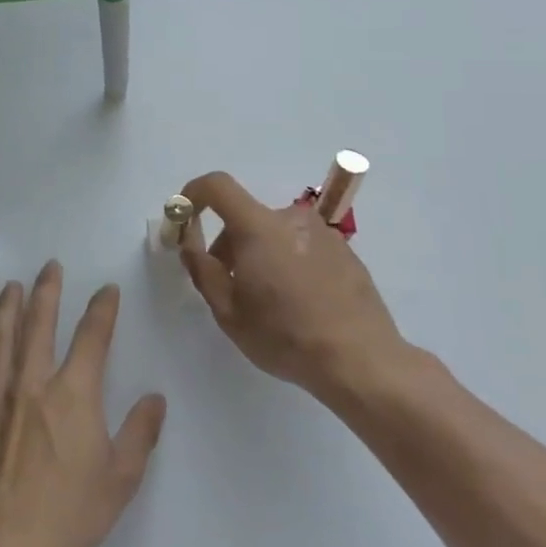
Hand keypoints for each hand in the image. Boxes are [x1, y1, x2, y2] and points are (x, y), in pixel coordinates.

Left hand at [0, 262, 166, 546]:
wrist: (9, 545)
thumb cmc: (71, 512)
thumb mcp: (121, 478)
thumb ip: (141, 433)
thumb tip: (155, 399)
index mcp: (74, 393)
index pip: (92, 337)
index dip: (102, 309)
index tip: (107, 291)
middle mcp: (34, 382)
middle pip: (39, 323)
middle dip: (47, 290)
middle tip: (50, 266)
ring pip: (1, 338)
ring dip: (7, 308)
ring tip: (11, 287)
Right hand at [179, 171, 409, 401]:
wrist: (360, 361)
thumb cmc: (284, 336)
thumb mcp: (228, 311)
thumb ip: (202, 269)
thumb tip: (189, 242)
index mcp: (259, 227)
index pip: (218, 186)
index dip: (194, 193)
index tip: (184, 217)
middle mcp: (291, 218)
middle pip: (245, 216)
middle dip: (228, 243)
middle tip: (228, 285)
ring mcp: (322, 233)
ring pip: (274, 233)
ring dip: (260, 254)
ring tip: (268, 300)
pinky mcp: (345, 251)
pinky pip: (301, 245)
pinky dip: (289, 262)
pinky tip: (298, 303)